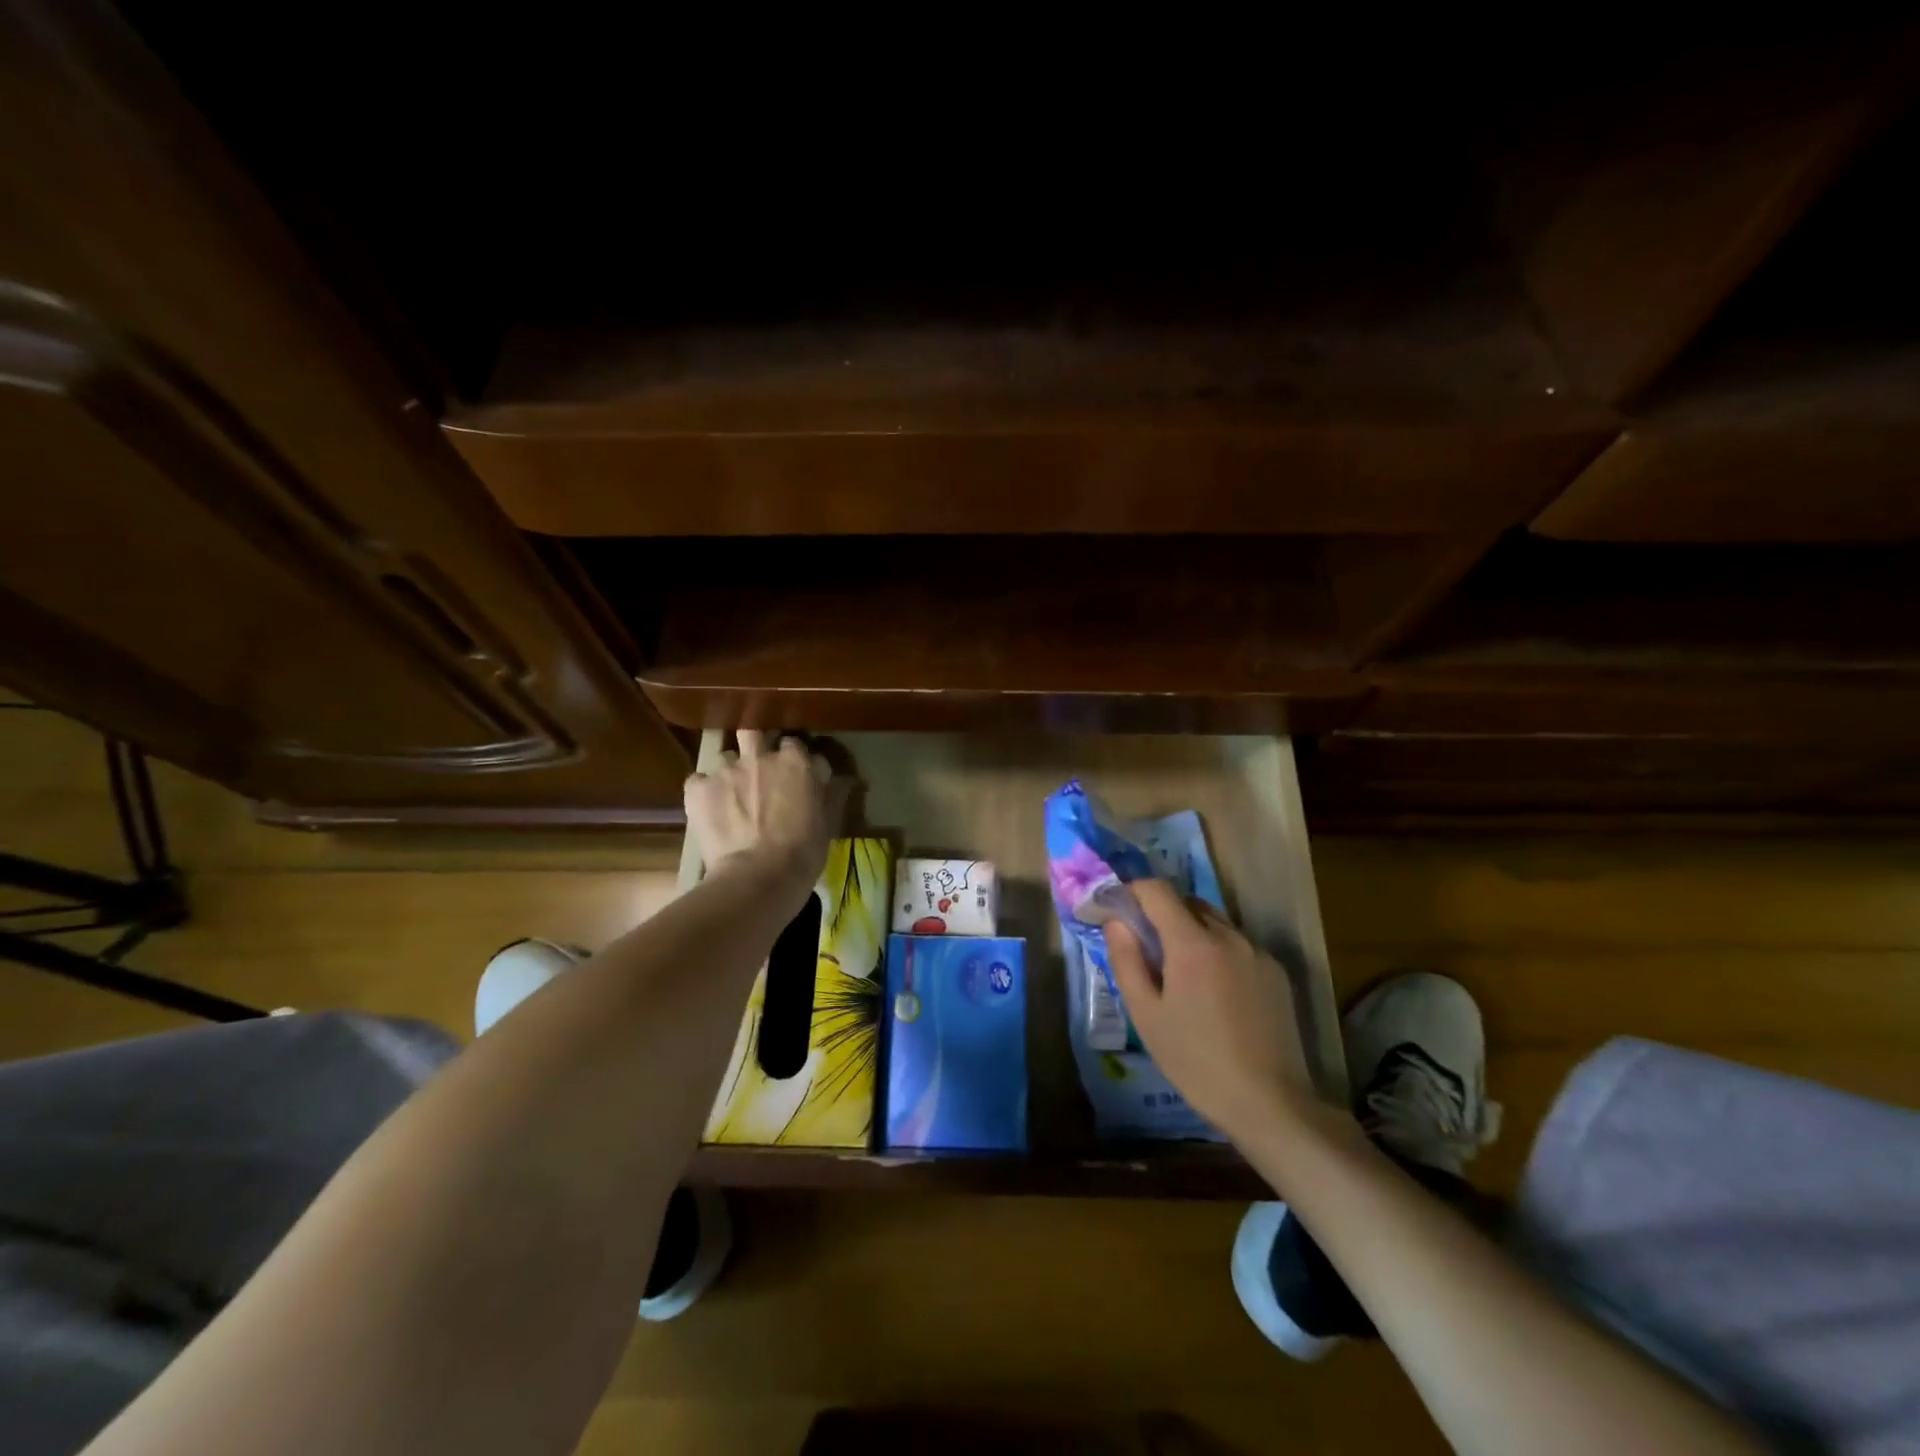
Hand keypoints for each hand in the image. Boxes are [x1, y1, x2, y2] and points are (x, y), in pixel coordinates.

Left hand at [684, 732, 834, 902]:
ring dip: (730, 770)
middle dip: (755, 745)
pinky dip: (704, 790)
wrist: (759, 877)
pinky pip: (698, 780)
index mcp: (795, 762)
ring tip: (731, 794)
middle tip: (758, 768)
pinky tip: (709, 808)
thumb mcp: (828, 823)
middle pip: (754, 733)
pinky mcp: (699, 788)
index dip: (792, 758)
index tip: (793, 773)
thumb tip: (841, 780)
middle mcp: (760, 757)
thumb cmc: (803, 852)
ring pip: (725, 756)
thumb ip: (830, 794)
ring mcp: (726, 770)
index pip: (794, 744)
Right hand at [1106, 879, 1318, 1143]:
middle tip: (1145, 947)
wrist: (1269, 1103)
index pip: (1157, 890)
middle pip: (1187, 902)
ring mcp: (1257, 953)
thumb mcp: (1146, 1014)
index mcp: (1193, 943)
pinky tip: (1215, 993)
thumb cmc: (1195, 1061)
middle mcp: (1229, 936)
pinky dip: (1218, 951)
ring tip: (1180, 974)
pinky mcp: (1276, 972)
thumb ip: (1127, 960)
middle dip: (1161, 913)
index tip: (1118, 910)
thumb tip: (1116, 921)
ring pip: (1215, 922)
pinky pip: (1238, 945)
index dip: (1133, 892)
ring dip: (1191, 932)